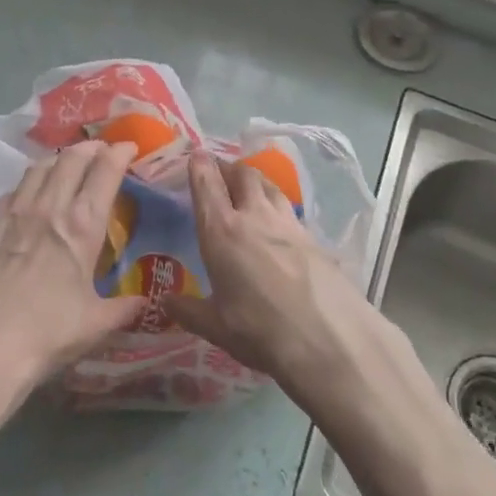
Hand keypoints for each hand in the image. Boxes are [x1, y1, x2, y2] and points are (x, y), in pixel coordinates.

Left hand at [0, 140, 145, 386]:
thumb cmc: (46, 333)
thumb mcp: (95, 324)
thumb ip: (123, 309)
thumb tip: (146, 303)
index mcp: (82, 226)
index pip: (105, 172)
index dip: (120, 153)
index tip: (129, 146)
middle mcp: (49, 207)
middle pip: (71, 158)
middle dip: (90, 147)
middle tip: (101, 149)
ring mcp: (14, 212)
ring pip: (39, 167)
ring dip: (58, 158)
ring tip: (67, 162)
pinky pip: (12, 190)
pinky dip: (28, 183)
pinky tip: (28, 194)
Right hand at [166, 151, 384, 403]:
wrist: (330, 339)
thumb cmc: (261, 331)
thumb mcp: (217, 327)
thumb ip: (189, 311)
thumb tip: (165, 302)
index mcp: (221, 230)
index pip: (206, 183)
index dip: (199, 165)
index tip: (194, 155)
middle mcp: (254, 215)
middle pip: (242, 173)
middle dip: (229, 167)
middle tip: (220, 171)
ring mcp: (287, 222)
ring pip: (269, 185)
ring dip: (255, 181)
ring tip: (248, 188)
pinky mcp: (313, 236)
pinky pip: (289, 209)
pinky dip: (277, 206)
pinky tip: (278, 224)